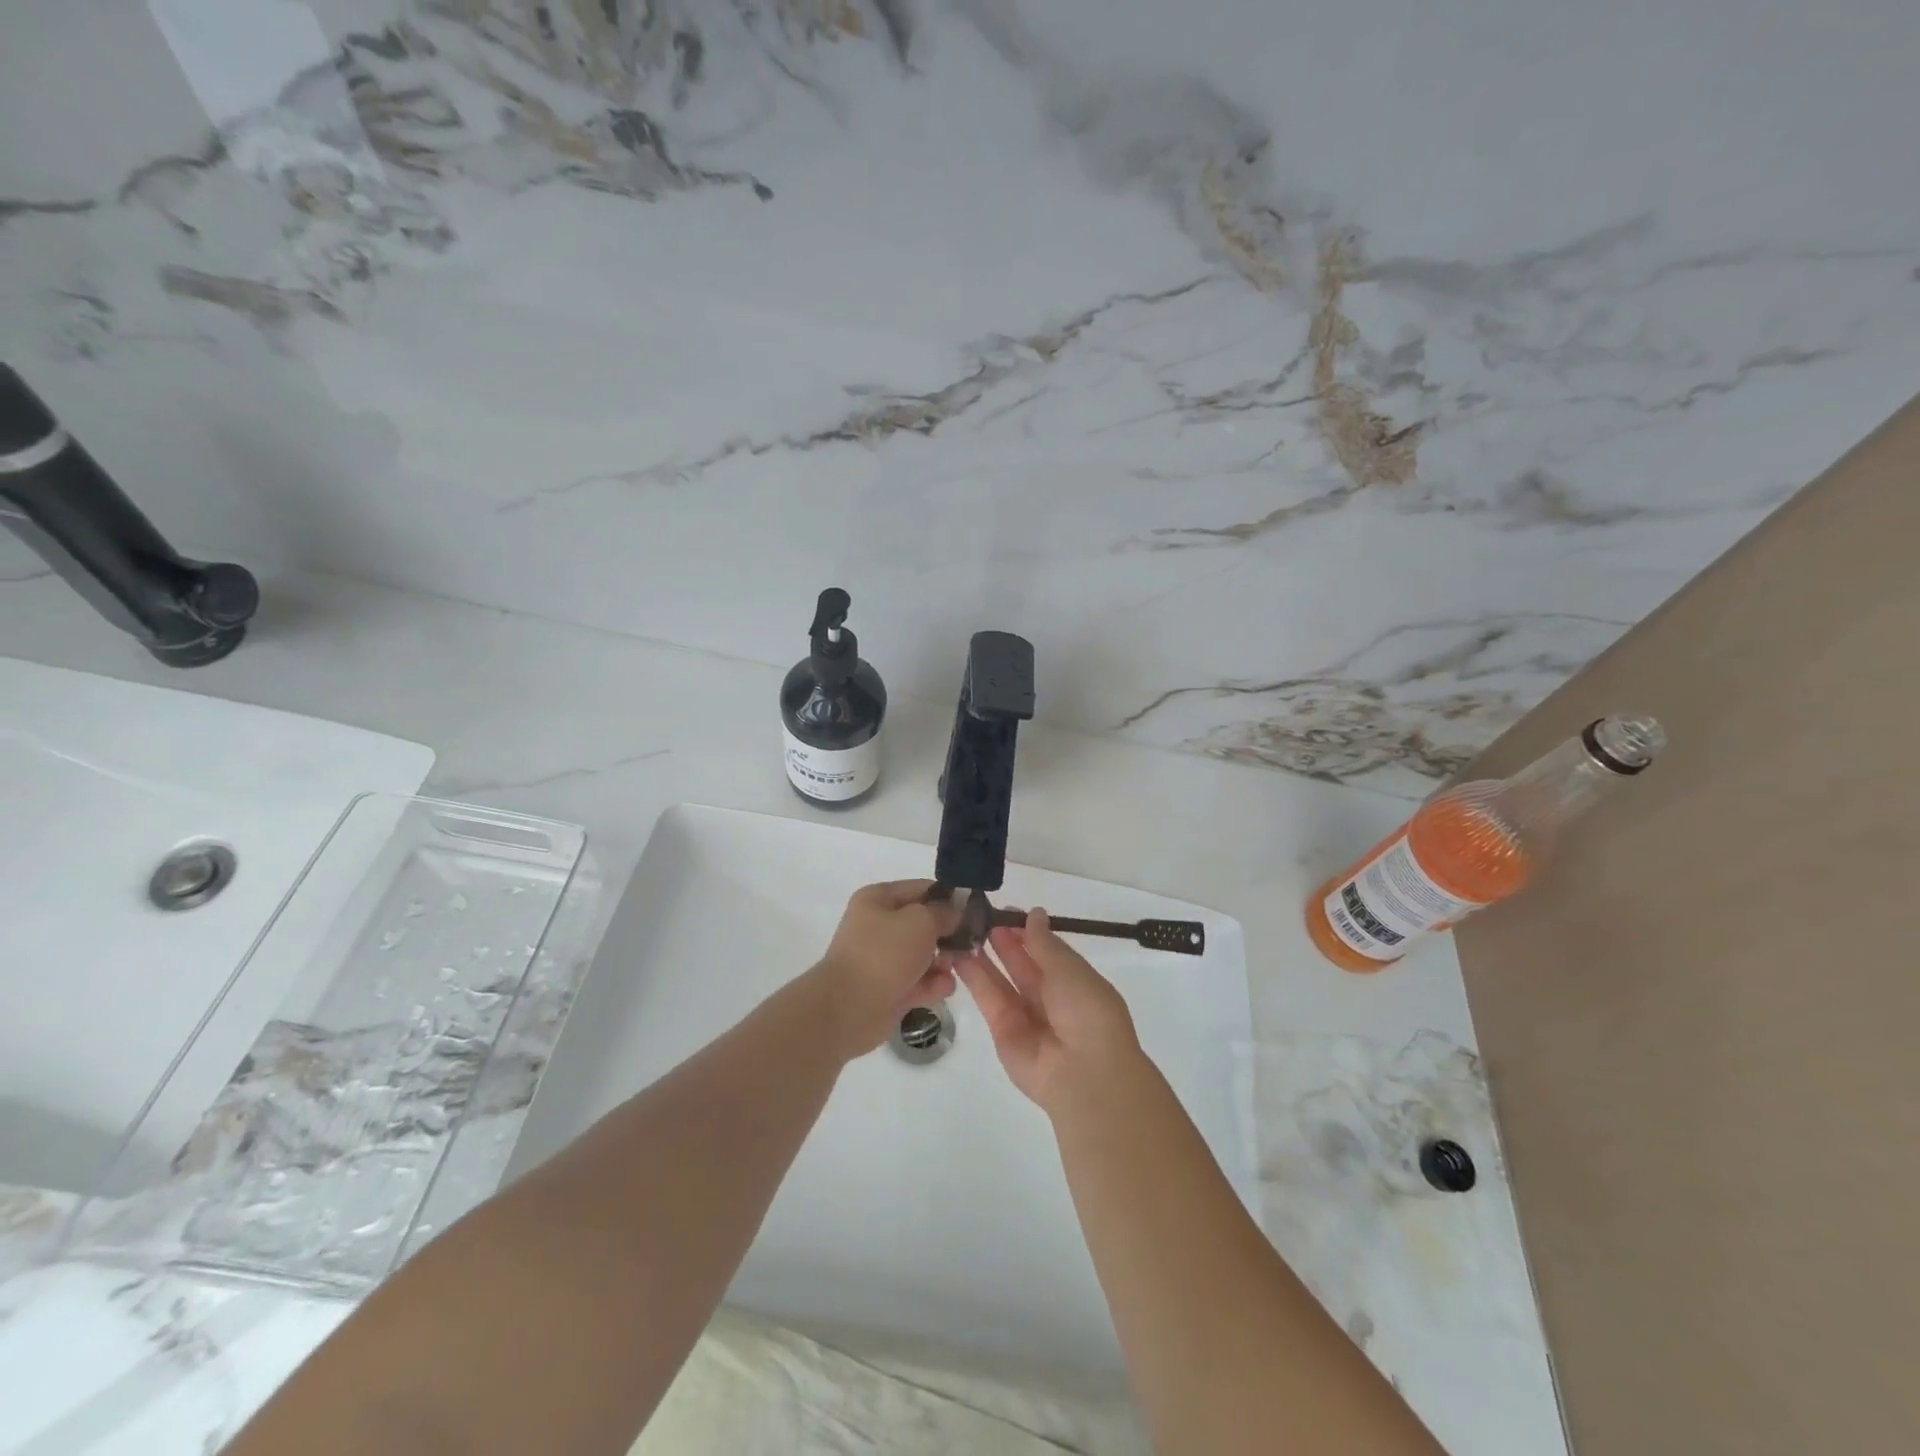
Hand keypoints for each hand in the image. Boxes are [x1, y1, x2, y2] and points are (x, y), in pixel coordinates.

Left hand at [809, 880, 960, 1059]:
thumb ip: (944, 913)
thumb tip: (956, 911)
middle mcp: (879, 926)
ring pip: (925, 955)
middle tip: (970, 944)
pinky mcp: (889, 989)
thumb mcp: (921, 921)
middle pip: (925, 924)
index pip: (922, 889)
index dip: (949, 897)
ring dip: (943, 962)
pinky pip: (919, 981)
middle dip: (948, 935)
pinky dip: (932, 985)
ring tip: (950, 970)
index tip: (975, 911)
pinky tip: (941, 990)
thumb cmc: (884, 953)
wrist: (849, 1008)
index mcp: (878, 899)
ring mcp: (883, 960)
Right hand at [953, 907, 1143, 1112]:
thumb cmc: (1087, 1011)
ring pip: (1001, 980)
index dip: (1025, 932)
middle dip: (1003, 941)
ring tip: (962, 931)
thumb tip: (1033, 913)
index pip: (1046, 951)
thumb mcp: (1069, 969)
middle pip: (1021, 964)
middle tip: (978, 917)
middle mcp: (1049, 998)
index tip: (1004, 911)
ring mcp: (1025, 1016)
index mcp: (1074, 981)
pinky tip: (959, 956)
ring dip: (984, 956)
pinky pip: (988, 999)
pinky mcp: (1002, 1031)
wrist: (1083, 1072)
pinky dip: (974, 978)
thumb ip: (1044, 943)